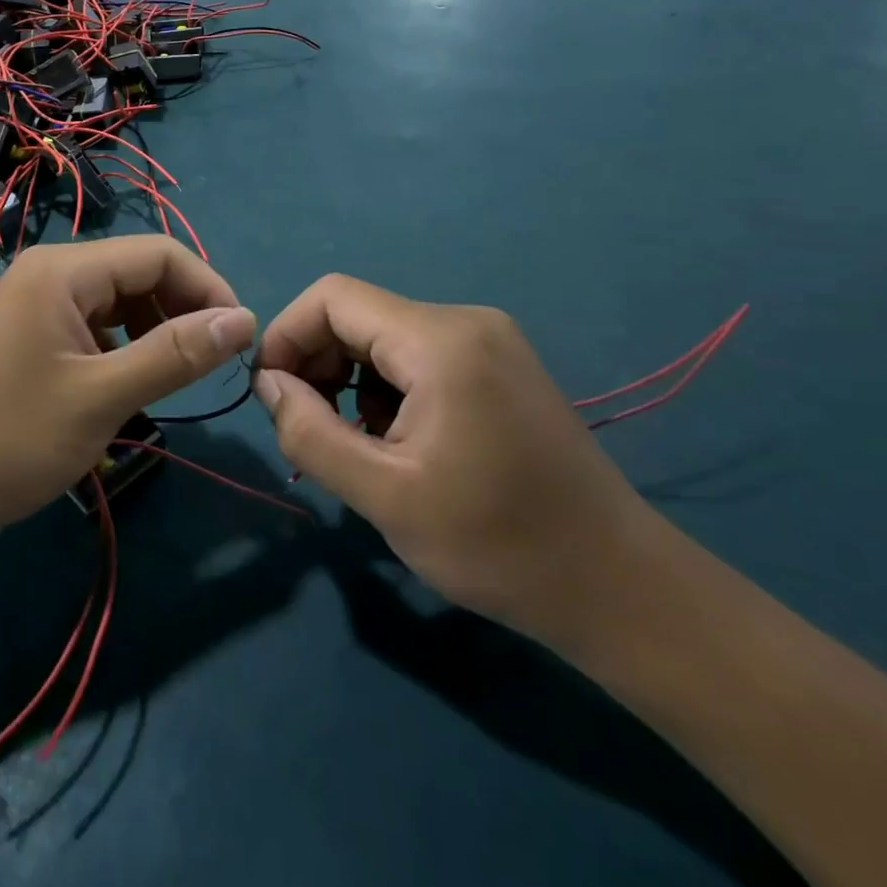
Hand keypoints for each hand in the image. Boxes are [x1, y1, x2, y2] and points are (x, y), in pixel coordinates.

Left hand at [0, 236, 254, 548]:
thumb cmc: (9, 439)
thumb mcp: (102, 398)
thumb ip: (176, 354)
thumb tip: (244, 320)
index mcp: (63, 270)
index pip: (160, 254)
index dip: (209, 289)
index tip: (241, 341)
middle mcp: (49, 273)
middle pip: (138, 274)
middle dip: (183, 312)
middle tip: (212, 368)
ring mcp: (35, 305)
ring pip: (117, 302)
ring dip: (155, 333)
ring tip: (175, 380)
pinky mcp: (28, 337)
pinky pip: (92, 328)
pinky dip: (123, 350)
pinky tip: (129, 388)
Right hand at [253, 276, 646, 641]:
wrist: (618, 588)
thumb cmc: (497, 544)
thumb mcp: (384, 495)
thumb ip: (309, 432)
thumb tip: (268, 384)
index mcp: (440, 341)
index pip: (332, 298)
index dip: (287, 335)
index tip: (271, 395)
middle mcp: (465, 321)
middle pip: (357, 314)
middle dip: (317, 363)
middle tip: (309, 428)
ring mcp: (489, 341)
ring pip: (384, 337)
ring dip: (350, 381)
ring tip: (357, 445)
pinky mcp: (499, 365)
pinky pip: (418, 356)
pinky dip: (387, 389)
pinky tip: (399, 442)